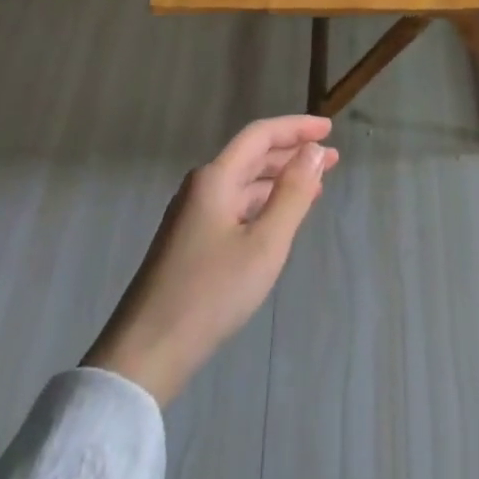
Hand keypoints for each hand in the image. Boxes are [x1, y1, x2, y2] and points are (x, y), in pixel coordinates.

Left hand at [84, 114, 337, 405]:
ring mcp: (192, 215)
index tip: (329, 129)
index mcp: (215, 179)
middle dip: (292, 153)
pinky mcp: (190, 241)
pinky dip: (263, 204)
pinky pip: (234, 207)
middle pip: (251, 156)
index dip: (296, 128)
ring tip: (315, 187)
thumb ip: (293, 193)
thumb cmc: (211, 292)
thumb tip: (314, 150)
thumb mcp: (264, 243)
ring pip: (243, 184)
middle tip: (331, 159)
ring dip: (279, 180)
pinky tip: (279, 218)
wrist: (147, 350)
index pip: (260, 135)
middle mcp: (201, 188)